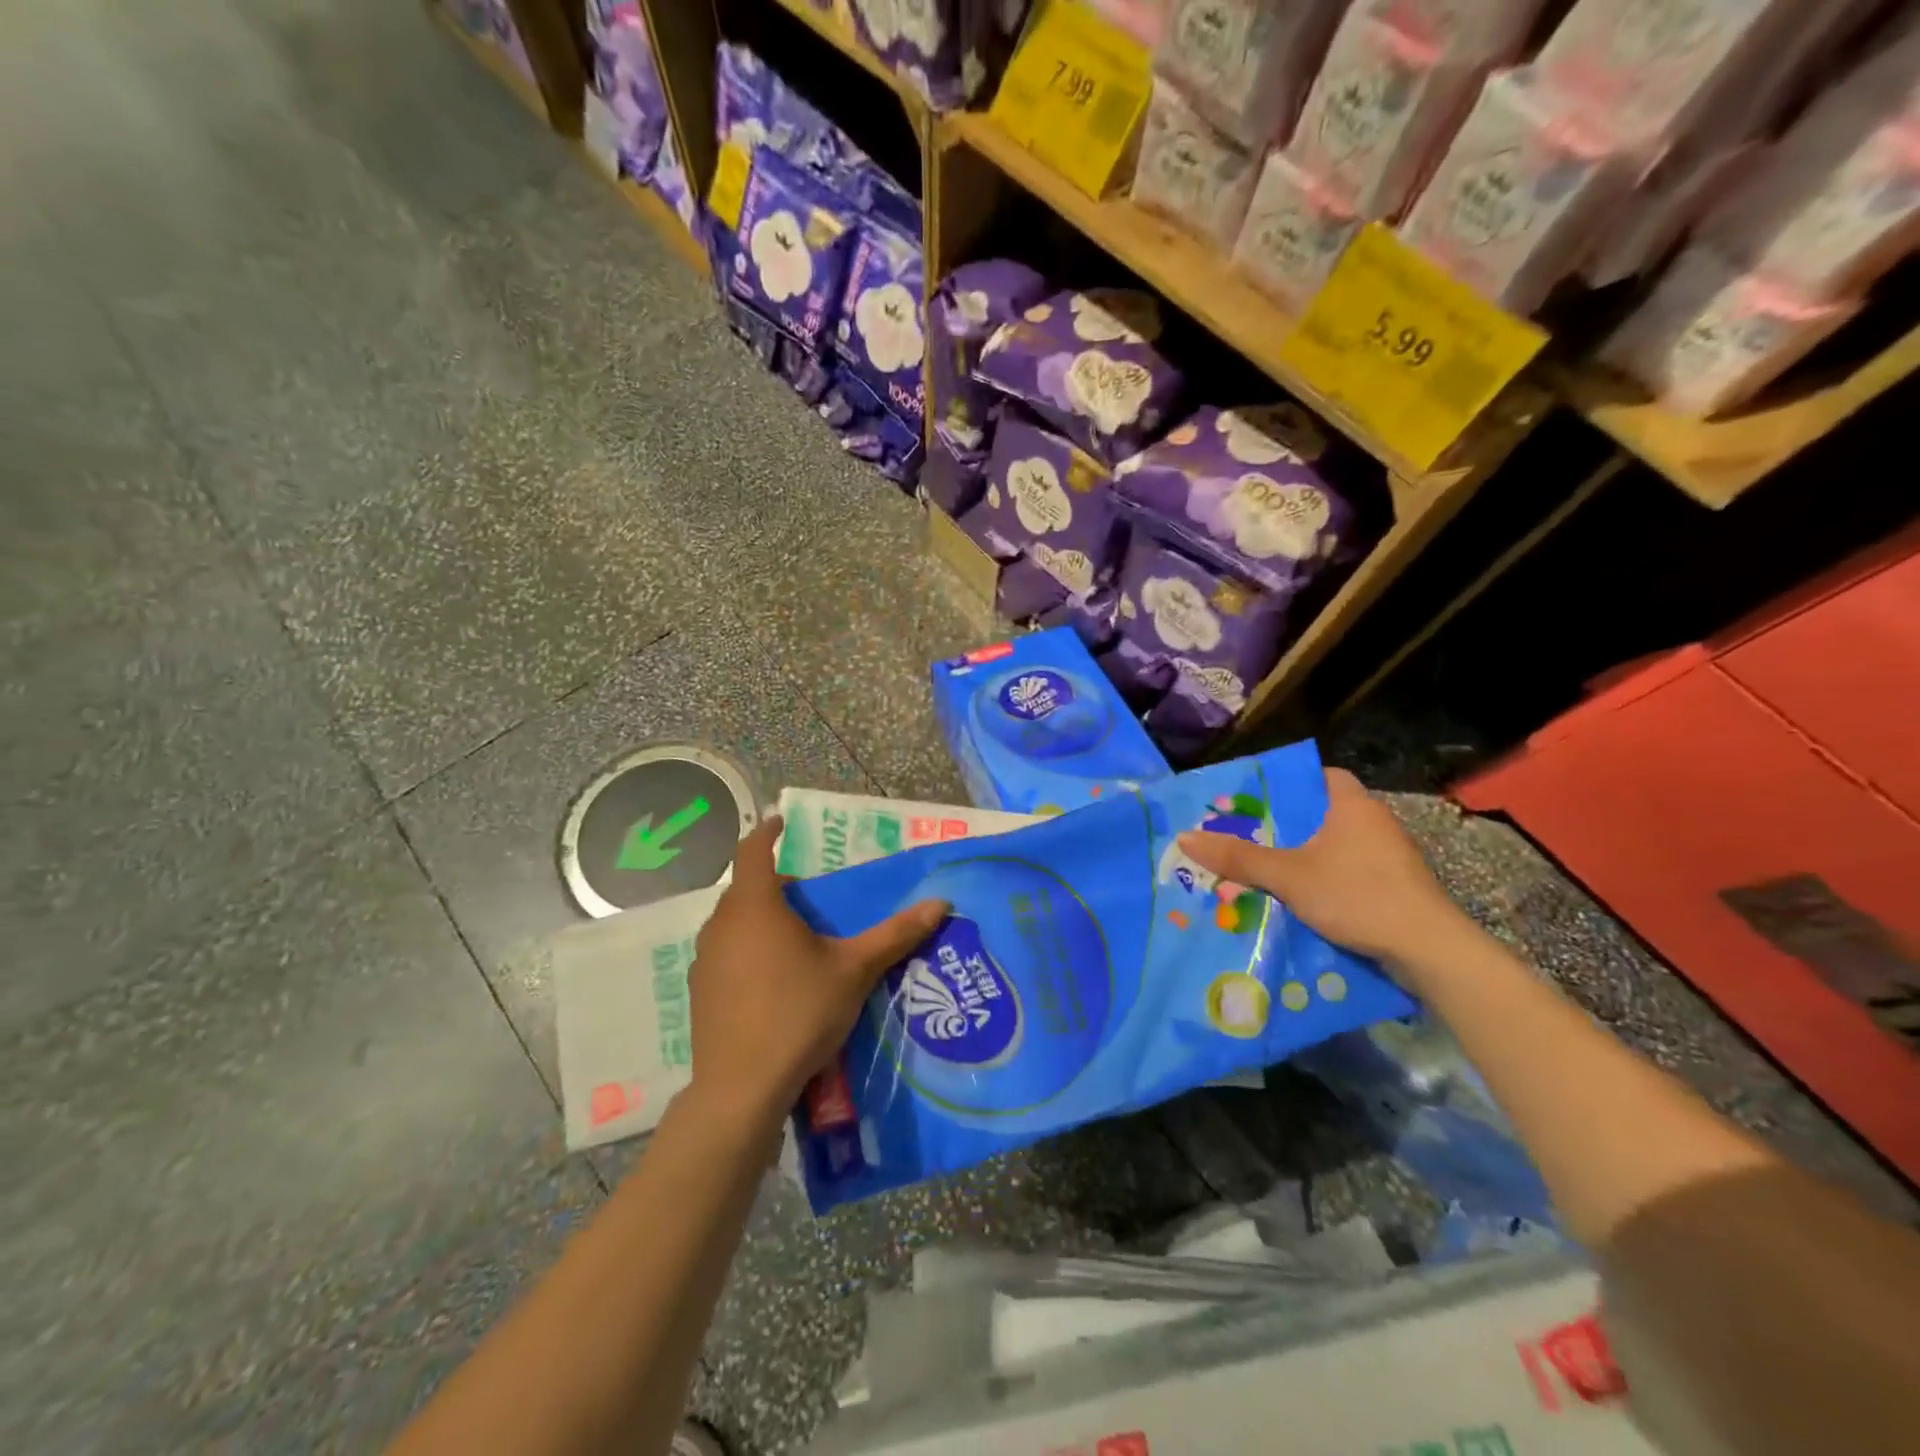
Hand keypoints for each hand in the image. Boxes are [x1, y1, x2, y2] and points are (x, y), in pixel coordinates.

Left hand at [686, 817, 947, 1127]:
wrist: (742, 1087)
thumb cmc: (799, 1013)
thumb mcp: (855, 971)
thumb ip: (895, 934)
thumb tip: (940, 904)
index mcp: (755, 906)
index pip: (753, 851)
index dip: (767, 832)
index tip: (782, 823)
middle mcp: (721, 924)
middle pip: (746, 888)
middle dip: (775, 882)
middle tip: (809, 892)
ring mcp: (704, 959)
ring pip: (733, 922)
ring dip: (759, 917)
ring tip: (795, 934)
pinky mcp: (699, 991)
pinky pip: (725, 952)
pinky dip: (746, 948)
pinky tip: (772, 977)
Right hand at [1178, 768, 1456, 964]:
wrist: (1429, 950)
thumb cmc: (1357, 895)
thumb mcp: (1288, 876)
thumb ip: (1238, 857)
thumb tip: (1184, 837)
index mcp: (1351, 804)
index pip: (1317, 774)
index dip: (1286, 782)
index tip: (1254, 797)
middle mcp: (1373, 821)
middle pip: (1320, 811)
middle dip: (1285, 823)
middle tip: (1245, 833)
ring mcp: (1389, 855)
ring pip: (1334, 843)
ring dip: (1304, 853)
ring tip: (1262, 865)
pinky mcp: (1395, 885)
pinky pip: (1349, 869)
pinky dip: (1324, 876)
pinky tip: (1299, 895)